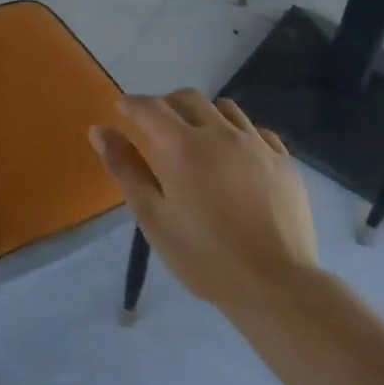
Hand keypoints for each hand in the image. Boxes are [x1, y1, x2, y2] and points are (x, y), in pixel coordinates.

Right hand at [90, 91, 317, 313]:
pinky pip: (256, 130)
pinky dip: (238, 132)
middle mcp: (219, 133)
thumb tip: (100, 130)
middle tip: (156, 126)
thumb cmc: (204, 256)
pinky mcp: (283, 160)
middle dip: (166, 104)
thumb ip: (125, 169)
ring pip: (224, 108)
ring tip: (197, 138)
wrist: (275, 286)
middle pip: (187, 98)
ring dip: (203, 114)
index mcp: (181, 146)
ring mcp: (255, 144)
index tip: (121, 109)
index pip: (150, 107)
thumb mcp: (153, 218)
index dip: (131, 104)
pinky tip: (235, 156)